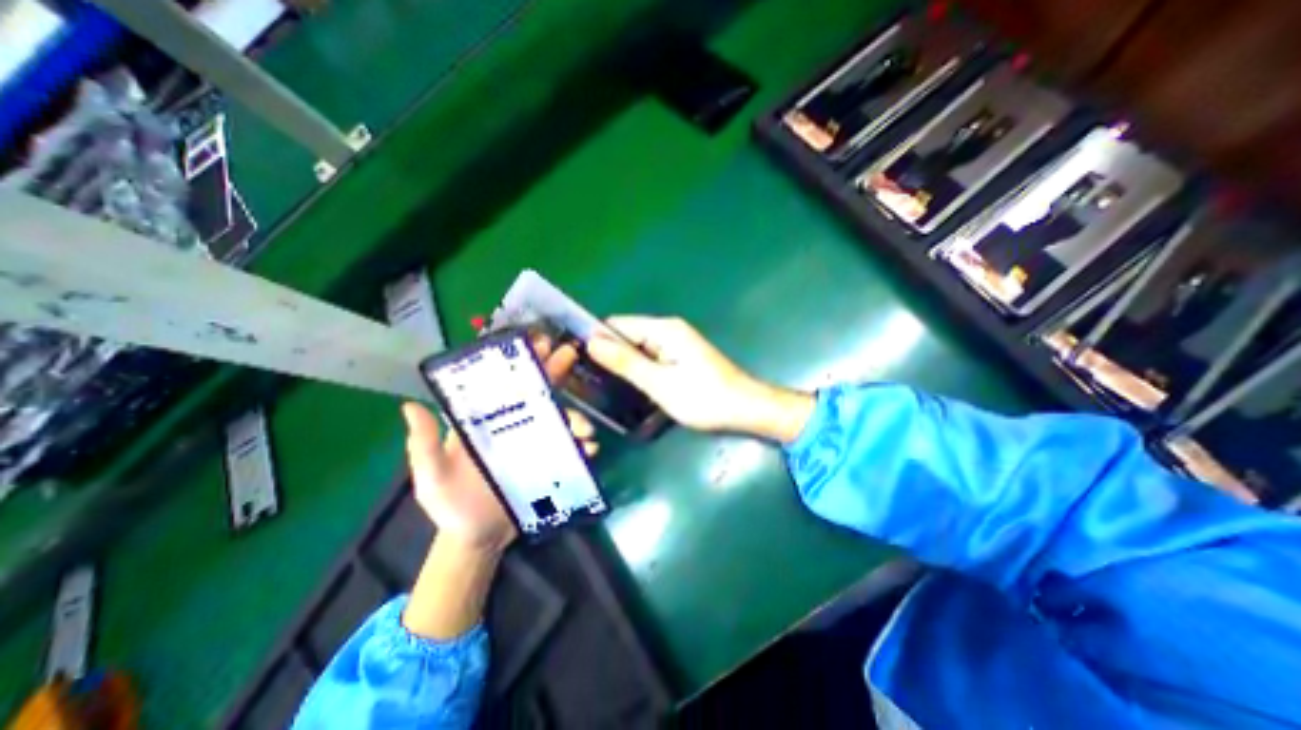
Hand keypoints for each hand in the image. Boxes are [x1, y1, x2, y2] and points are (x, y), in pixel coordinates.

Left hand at [403, 340, 593, 550]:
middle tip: (568, 354)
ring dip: (576, 418)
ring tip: (583, 429)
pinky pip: (570, 450)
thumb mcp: (431, 477)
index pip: (506, 386)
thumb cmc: (451, 504)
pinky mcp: (552, 464)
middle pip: (538, 394)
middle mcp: (515, 427)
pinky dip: (582, 446)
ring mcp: (537, 445)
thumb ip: (423, 445)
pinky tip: (589, 448)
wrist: (477, 538)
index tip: (538, 344)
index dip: (522, 364)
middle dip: (554, 371)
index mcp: (488, 422)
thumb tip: (409, 405)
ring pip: (560, 421)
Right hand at [590, 318, 809, 441]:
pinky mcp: (681, 360)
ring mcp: (676, 345)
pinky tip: (627, 389)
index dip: (596, 339)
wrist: (746, 410)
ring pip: (638, 350)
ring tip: (599, 387)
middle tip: (585, 381)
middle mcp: (668, 331)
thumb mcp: (660, 383)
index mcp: (664, 329)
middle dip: (608, 354)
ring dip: (623, 365)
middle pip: (627, 336)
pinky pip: (651, 360)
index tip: (576, 361)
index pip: (618, 324)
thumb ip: (626, 362)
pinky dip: (639, 371)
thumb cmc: (704, 398)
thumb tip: (592, 342)